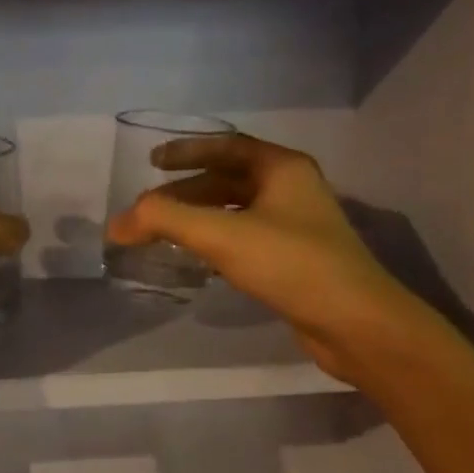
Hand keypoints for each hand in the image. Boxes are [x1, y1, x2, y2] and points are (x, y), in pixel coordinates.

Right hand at [105, 133, 429, 385]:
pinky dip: (216, 241)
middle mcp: (292, 189)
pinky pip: (245, 238)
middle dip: (186, 191)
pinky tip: (196, 259)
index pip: (226, 147)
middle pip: (228, 179)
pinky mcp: (295, 259)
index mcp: (282, 168)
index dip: (186, 151)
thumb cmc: (291, 264)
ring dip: (199, 217)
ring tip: (164, 232)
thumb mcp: (222, 235)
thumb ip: (165, 221)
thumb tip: (117, 223)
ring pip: (236, 211)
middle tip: (150, 208)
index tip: (152, 163)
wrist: (356, 325)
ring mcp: (296, 226)